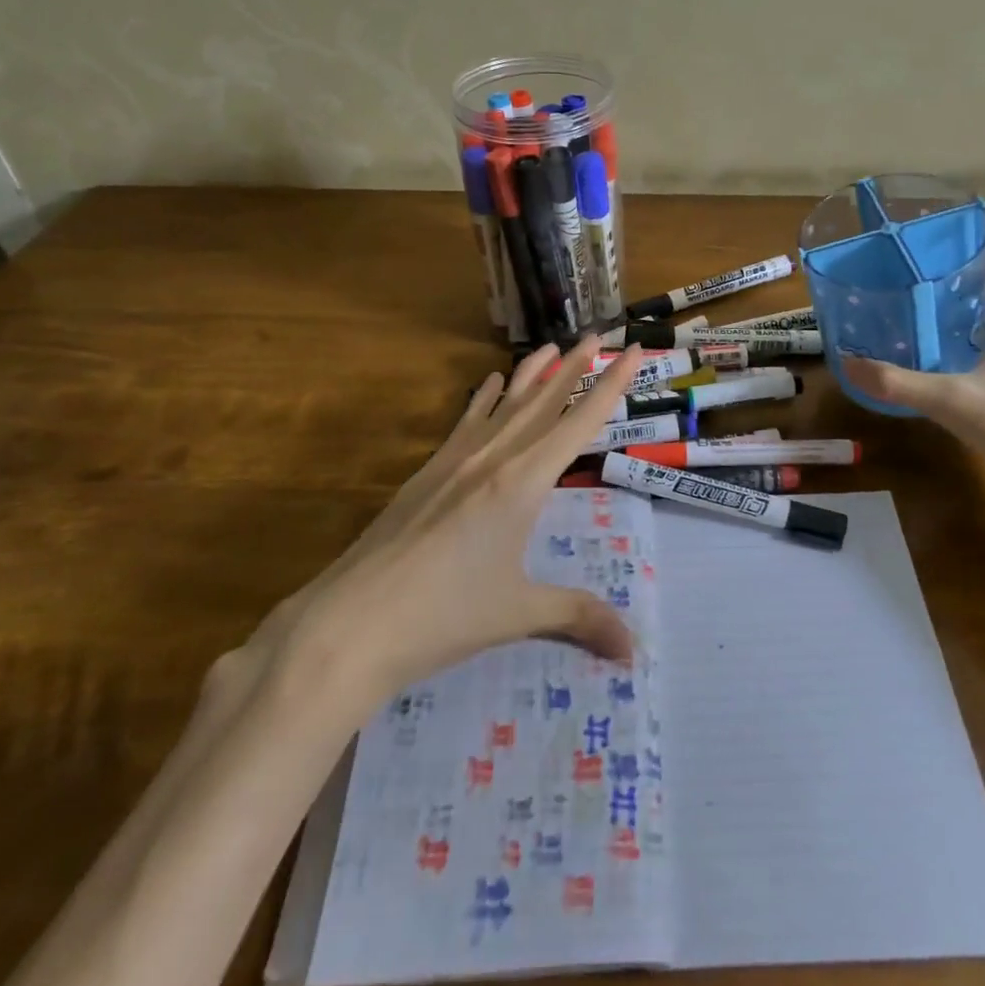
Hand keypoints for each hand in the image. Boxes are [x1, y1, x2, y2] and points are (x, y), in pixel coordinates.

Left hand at [227, 338, 645, 710]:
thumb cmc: (443, 617)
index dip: (611, 385)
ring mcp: (454, 462)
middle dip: (574, 367)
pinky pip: (465, 422)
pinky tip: (487, 383)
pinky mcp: (426, 473)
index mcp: (523, 483)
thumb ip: (579, 618)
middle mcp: (493, 458)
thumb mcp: (518, 613)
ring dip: (531, 374)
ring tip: (551, 347)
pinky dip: (482, 399)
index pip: (580, 422)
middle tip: (597, 335)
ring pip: (504, 405)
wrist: (350, 624)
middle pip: (543, 402)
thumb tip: (634, 651)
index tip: (633, 350)